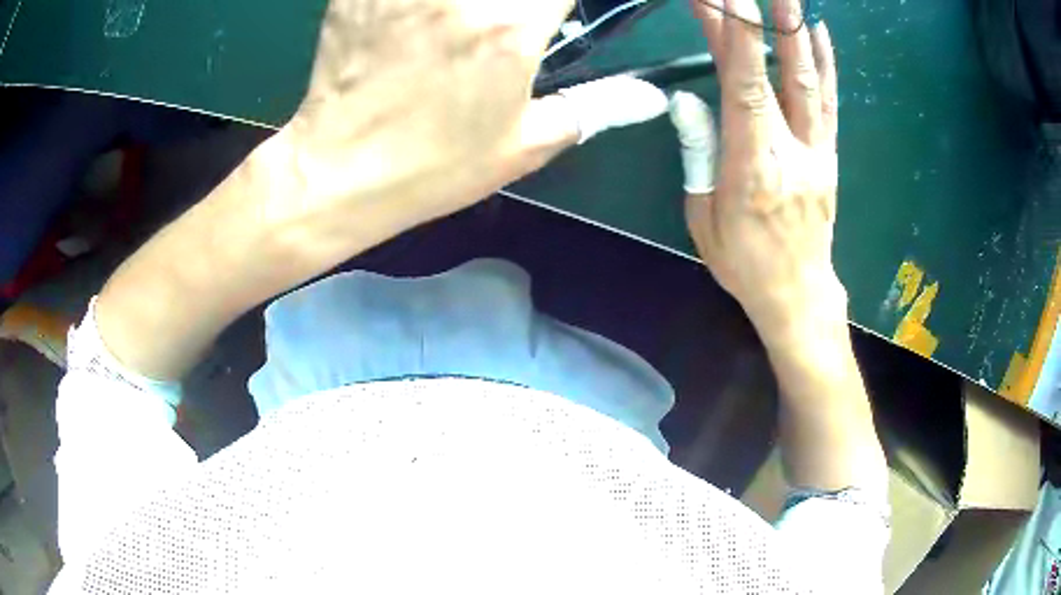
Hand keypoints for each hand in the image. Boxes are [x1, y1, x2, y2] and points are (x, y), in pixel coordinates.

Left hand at [263, 0, 666, 253]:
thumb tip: (650, 97)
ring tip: (467, 24)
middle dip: (526, 1)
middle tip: (512, 20)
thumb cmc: (435, 166)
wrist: (339, 173)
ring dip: (472, 2)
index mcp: (512, 24)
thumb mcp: (525, 144)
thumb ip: (595, 107)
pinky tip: (425, 13)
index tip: (558, 13)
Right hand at [670, 0, 842, 344]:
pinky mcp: (829, 154)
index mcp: (752, 166)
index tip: (725, 0)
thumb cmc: (745, 263)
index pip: (744, 86)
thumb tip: (690, 102)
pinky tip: (821, 34)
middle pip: (777, 72)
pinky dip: (825, 63)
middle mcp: (790, 149)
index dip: (735, 38)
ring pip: (810, 80)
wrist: (798, 294)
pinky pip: (829, 102)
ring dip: (799, 31)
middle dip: (763, 21)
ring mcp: (817, 150)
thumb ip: (699, 155)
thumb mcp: (705, 218)